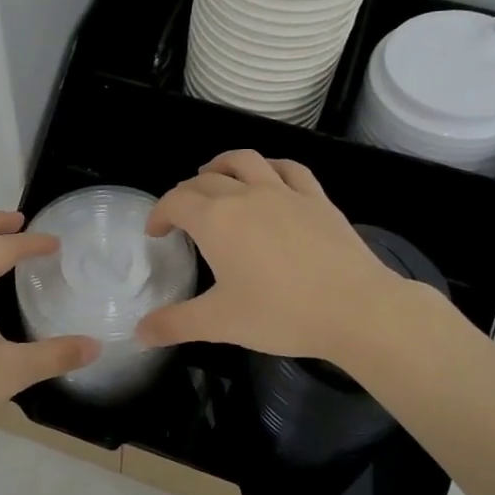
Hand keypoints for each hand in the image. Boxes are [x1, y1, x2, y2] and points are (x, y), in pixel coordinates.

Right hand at [136, 151, 412, 360]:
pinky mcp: (317, 199)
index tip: (155, 232)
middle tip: (181, 215)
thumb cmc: (279, 313)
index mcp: (216, 220)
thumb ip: (175, 324)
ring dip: (222, 164)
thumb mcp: (219, 323)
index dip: (159, 213)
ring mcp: (285, 193)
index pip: (176, 201)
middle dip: (186, 193)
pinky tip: (269, 177)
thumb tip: (140, 332)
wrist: (354, 308)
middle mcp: (246, 196)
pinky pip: (289, 170)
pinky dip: (270, 167)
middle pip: (206, 181)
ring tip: (213, 174)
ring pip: (246, 162)